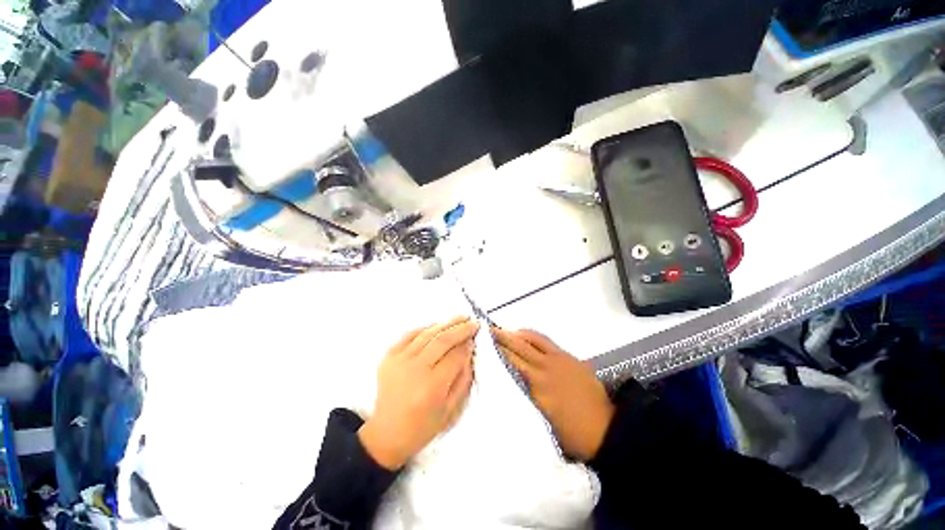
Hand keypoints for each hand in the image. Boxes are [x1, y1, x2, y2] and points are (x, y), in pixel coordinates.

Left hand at [358, 317, 478, 469]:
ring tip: (460, 318)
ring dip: (446, 324)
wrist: (387, 433)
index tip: (475, 338)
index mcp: (432, 387)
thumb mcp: (451, 409)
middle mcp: (415, 370)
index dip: (467, 345)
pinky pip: (410, 334)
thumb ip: (463, 378)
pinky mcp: (389, 356)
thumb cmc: (423, 426)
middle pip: (442, 340)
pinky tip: (438, 325)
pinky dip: (425, 328)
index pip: (455, 356)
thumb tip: (469, 351)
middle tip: (473, 322)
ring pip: (427, 334)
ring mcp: (399, 360)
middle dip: (460, 329)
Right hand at [494, 329, 614, 460]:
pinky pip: (545, 340)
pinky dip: (531, 336)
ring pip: (532, 339)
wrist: (607, 429)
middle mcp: (545, 369)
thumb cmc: (572, 434)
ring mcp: (558, 360)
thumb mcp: (543, 422)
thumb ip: (526, 399)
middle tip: (488, 331)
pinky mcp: (569, 357)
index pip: (512, 363)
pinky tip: (525, 336)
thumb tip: (511, 382)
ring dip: (516, 333)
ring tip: (503, 331)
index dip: (498, 352)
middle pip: (519, 347)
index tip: (484, 344)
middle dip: (502, 337)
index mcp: (538, 388)